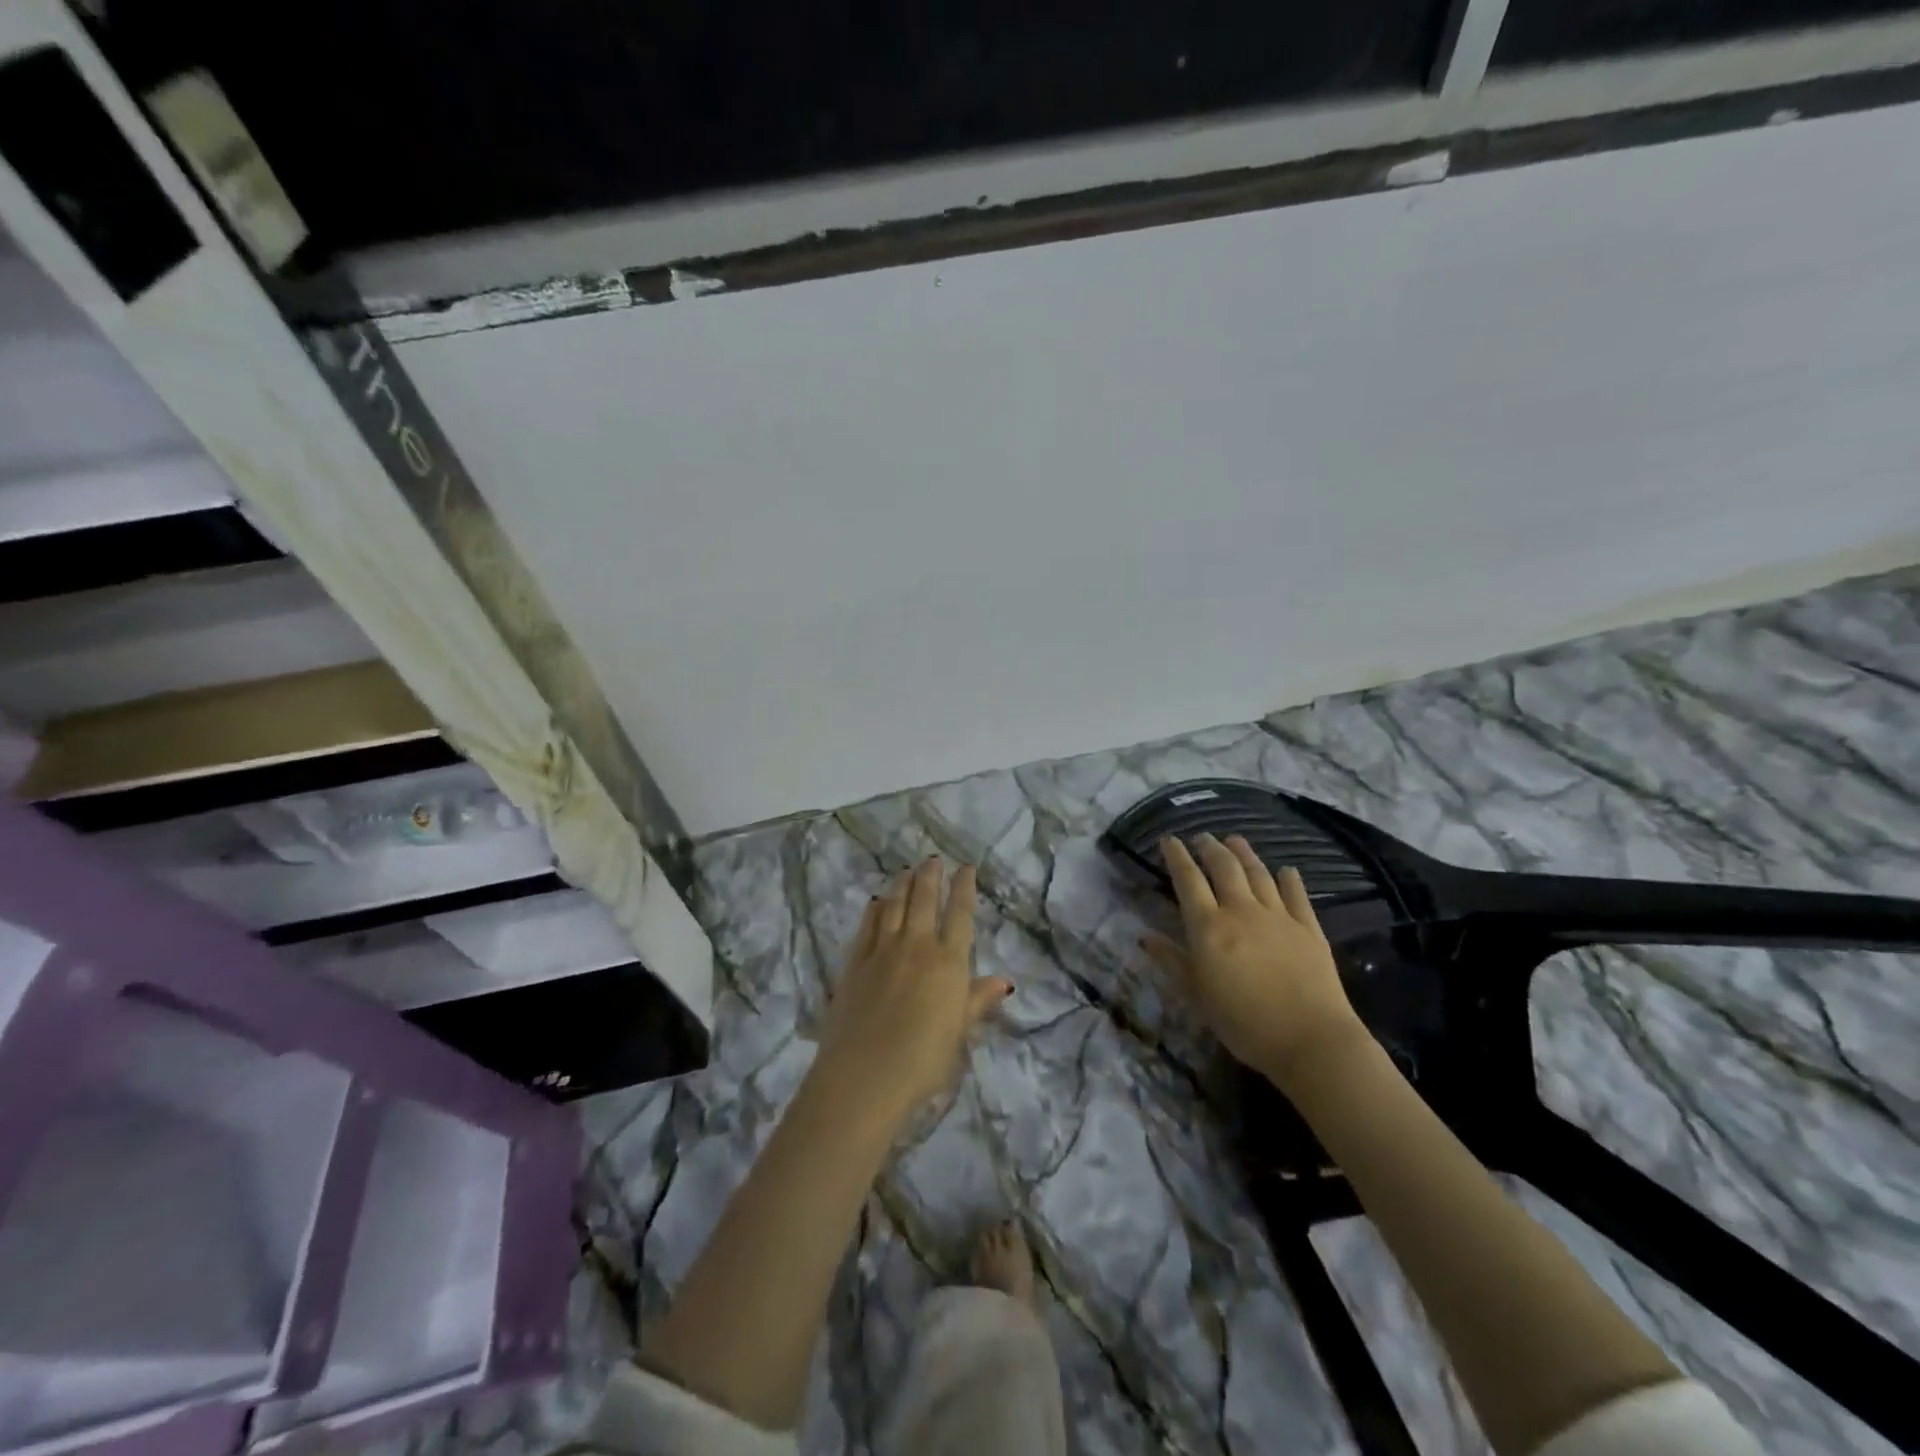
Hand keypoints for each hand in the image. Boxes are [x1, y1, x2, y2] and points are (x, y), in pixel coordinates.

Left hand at [815, 858, 1011, 1122]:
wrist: (864, 1076)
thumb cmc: (922, 1062)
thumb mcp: (959, 1033)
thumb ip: (977, 1000)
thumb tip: (1004, 981)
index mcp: (947, 962)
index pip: (959, 914)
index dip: (964, 887)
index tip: (966, 867)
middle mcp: (916, 946)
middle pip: (924, 899)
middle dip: (931, 875)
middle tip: (933, 859)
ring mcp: (881, 951)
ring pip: (894, 905)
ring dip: (903, 884)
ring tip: (907, 870)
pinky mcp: (854, 962)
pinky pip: (867, 925)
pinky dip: (875, 908)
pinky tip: (877, 901)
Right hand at [1142, 834, 1370, 1087]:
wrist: (1310, 1040)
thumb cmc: (1243, 1023)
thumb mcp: (1197, 995)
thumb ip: (1172, 961)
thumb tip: (1144, 937)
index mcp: (1209, 926)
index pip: (1188, 880)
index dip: (1177, 856)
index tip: (1168, 840)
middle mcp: (1241, 910)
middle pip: (1224, 867)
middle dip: (1209, 848)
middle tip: (1201, 837)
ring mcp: (1278, 916)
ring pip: (1258, 873)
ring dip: (1244, 853)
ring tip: (1234, 840)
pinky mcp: (1309, 928)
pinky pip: (1297, 894)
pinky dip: (1289, 879)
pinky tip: (1286, 870)